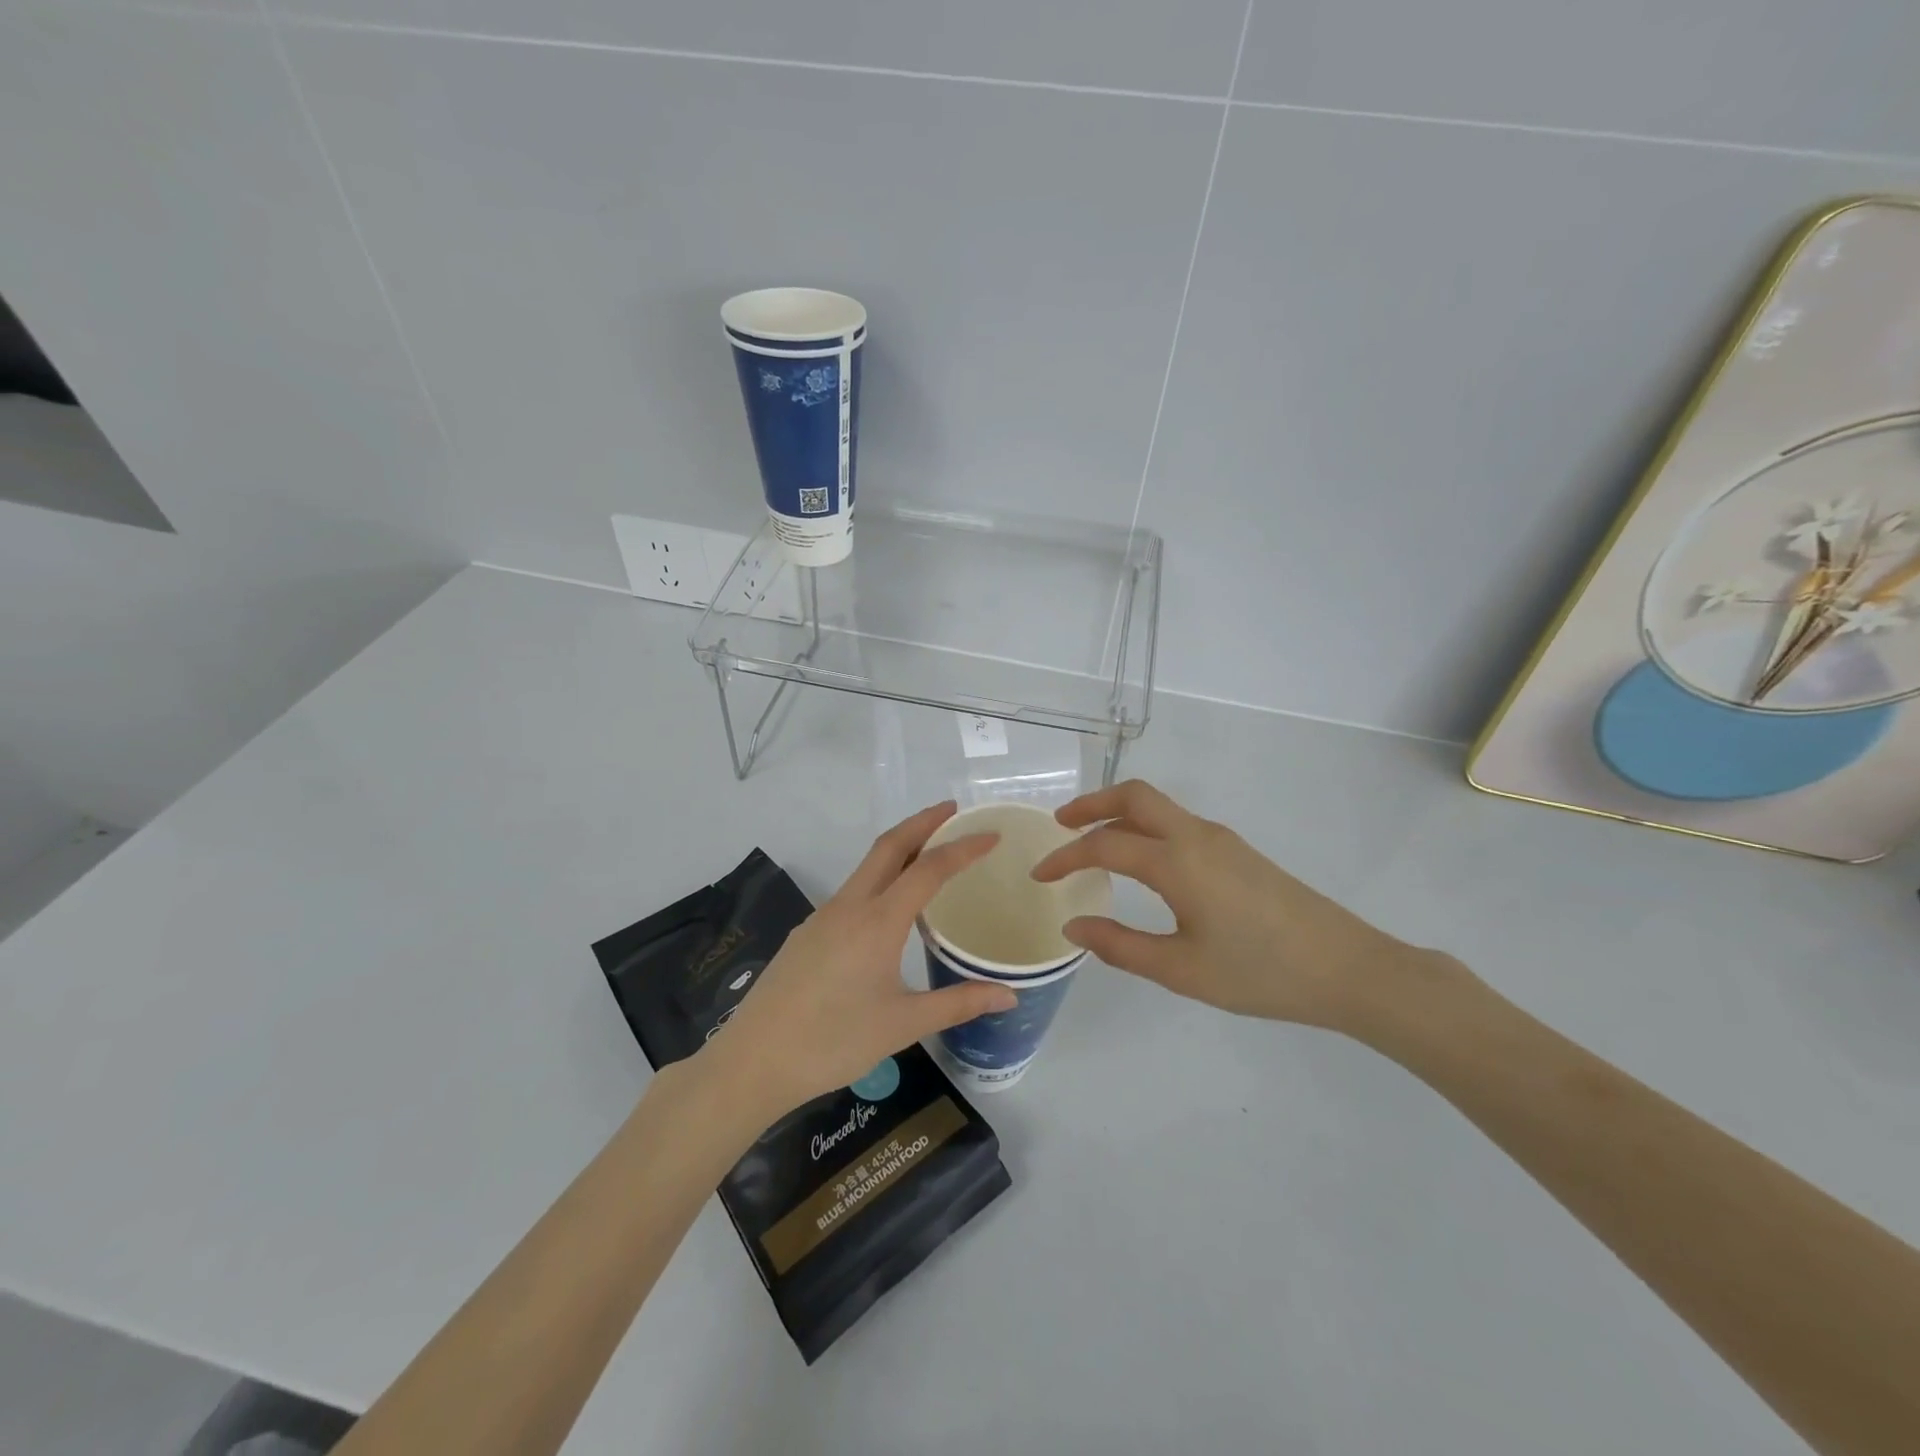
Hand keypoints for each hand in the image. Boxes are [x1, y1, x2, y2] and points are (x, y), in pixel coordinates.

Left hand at [700, 802, 1017, 1116]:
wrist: (754, 1061)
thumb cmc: (834, 1042)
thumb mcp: (904, 1024)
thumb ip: (959, 1003)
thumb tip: (1010, 996)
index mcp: (878, 921)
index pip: (929, 869)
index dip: (963, 848)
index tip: (990, 834)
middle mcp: (849, 906)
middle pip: (889, 846)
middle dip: (923, 822)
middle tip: (954, 812)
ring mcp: (823, 916)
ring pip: (867, 867)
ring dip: (900, 849)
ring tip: (930, 854)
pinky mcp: (808, 933)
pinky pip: (852, 891)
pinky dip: (879, 878)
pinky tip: (889, 908)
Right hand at [1029, 780, 1425, 1031]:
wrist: (1347, 967)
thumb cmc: (1260, 972)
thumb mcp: (1181, 969)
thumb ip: (1120, 945)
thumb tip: (1073, 925)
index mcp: (1177, 862)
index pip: (1105, 845)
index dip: (1066, 856)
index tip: (1040, 875)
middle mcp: (1195, 836)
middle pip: (1134, 796)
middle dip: (1091, 803)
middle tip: (1060, 825)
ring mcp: (1220, 838)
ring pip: (1158, 805)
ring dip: (1118, 813)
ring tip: (1092, 841)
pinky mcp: (1236, 850)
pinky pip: (1177, 822)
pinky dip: (1144, 826)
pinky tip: (1141, 861)